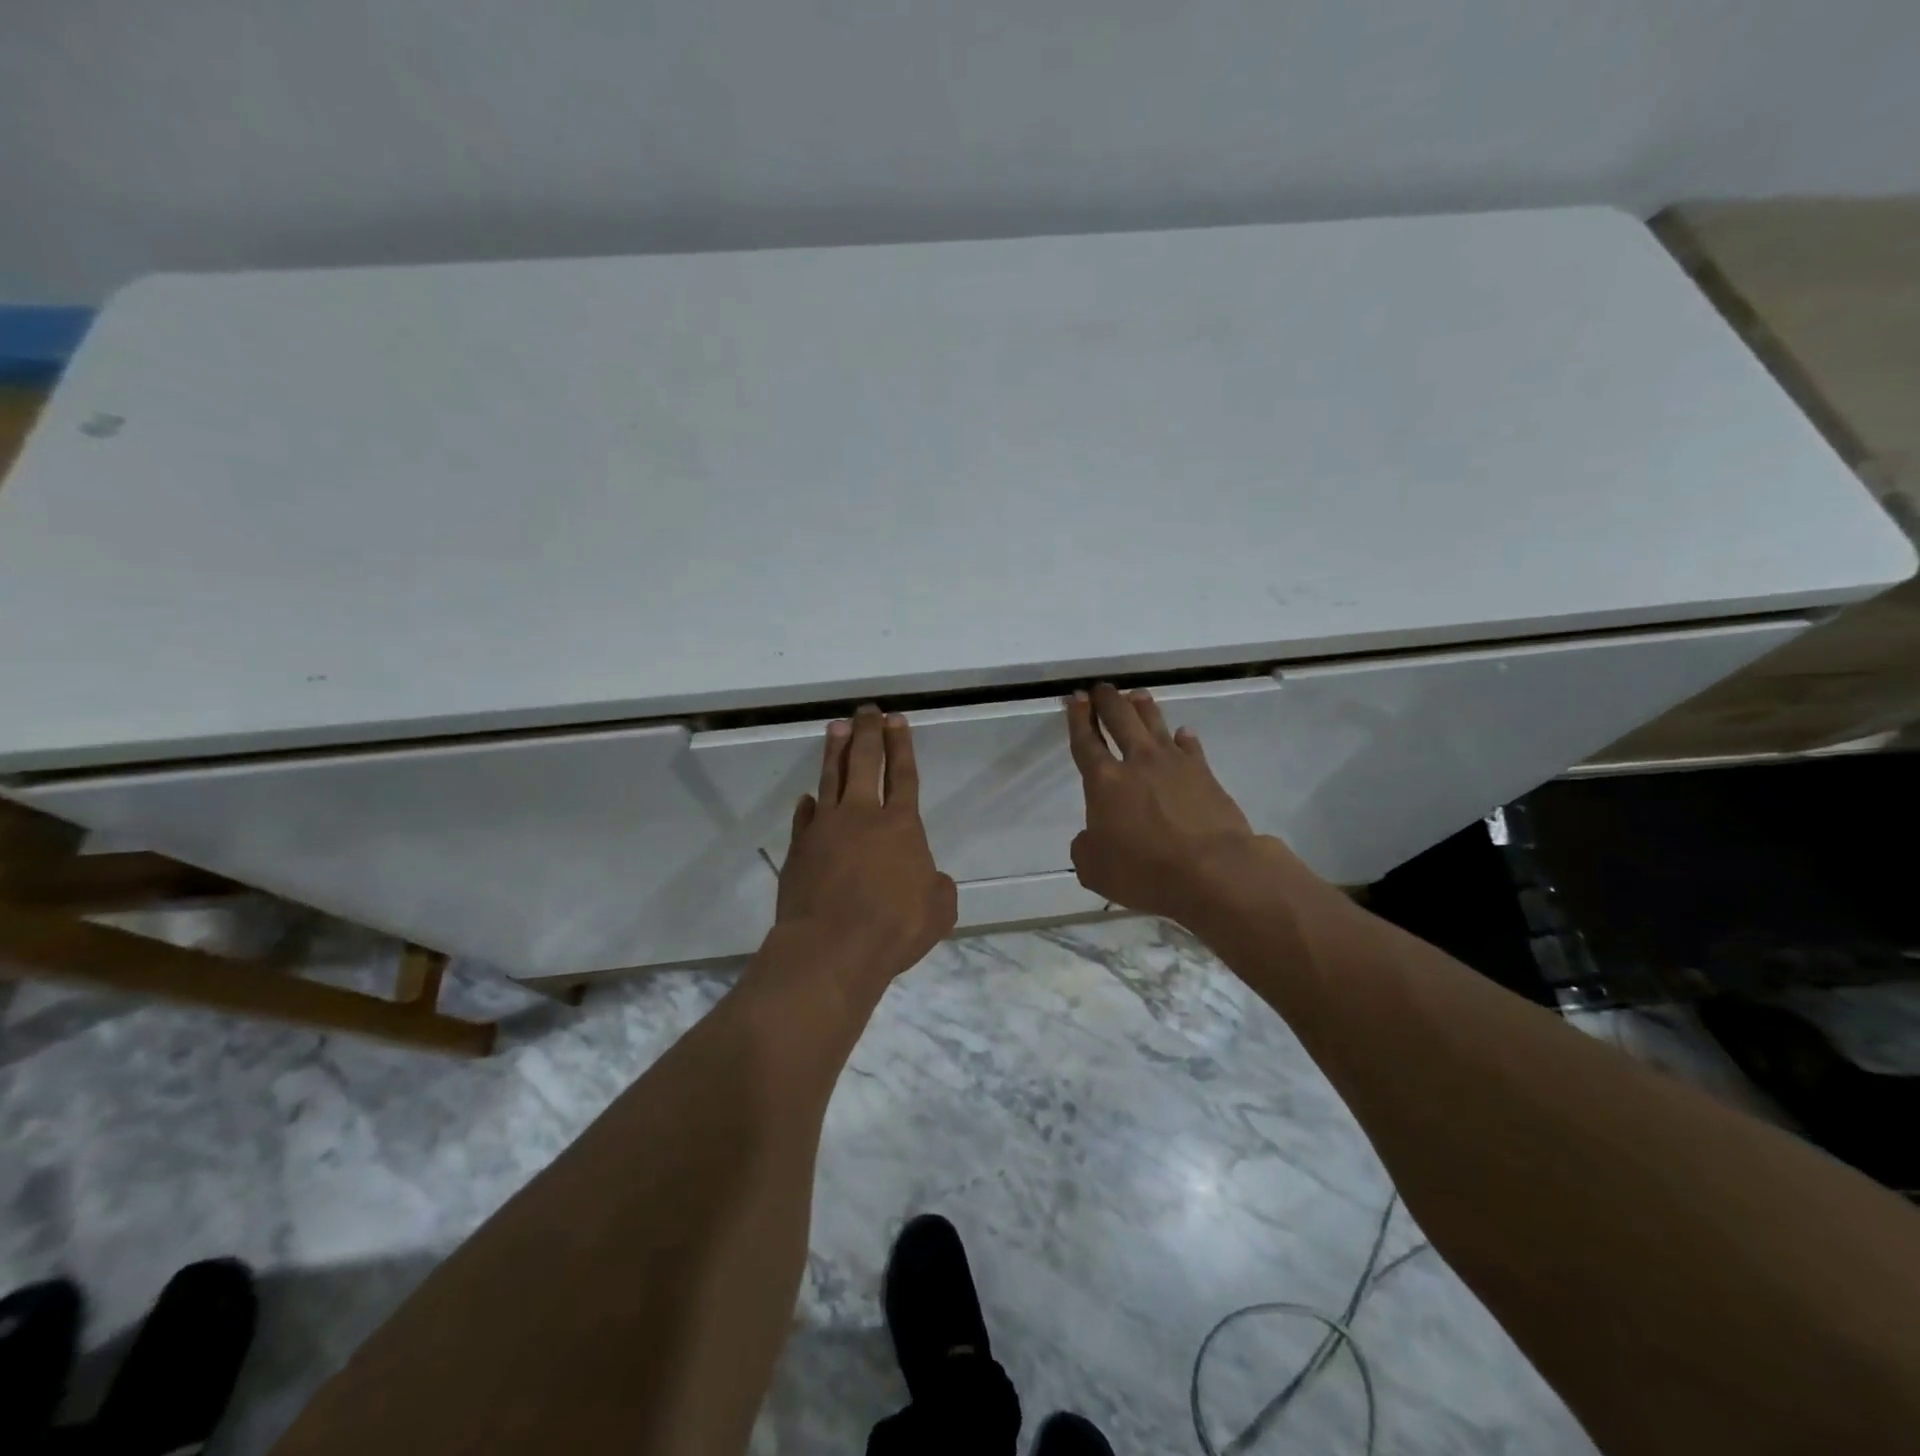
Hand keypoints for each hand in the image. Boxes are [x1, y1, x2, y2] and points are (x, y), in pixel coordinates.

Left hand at [775, 706, 957, 987]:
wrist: (831, 948)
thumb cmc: (892, 928)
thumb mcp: (938, 911)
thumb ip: (937, 886)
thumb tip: (928, 877)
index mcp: (900, 826)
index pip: (903, 775)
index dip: (901, 745)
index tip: (896, 720)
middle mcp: (862, 816)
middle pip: (864, 762)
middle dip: (867, 732)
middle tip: (866, 710)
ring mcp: (825, 828)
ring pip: (831, 778)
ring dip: (835, 751)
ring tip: (836, 727)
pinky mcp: (799, 848)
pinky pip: (805, 817)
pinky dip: (809, 804)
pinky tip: (810, 796)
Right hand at [1065, 684, 1280, 922]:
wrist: (1213, 871)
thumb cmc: (1145, 871)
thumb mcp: (1094, 869)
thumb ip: (1085, 846)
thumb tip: (1091, 836)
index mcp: (1104, 781)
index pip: (1086, 741)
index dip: (1078, 718)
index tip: (1076, 698)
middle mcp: (1137, 762)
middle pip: (1120, 719)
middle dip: (1107, 700)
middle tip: (1101, 688)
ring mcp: (1174, 764)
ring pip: (1155, 724)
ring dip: (1143, 707)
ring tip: (1136, 695)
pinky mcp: (1205, 774)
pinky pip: (1190, 747)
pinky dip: (1183, 738)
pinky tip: (1182, 734)